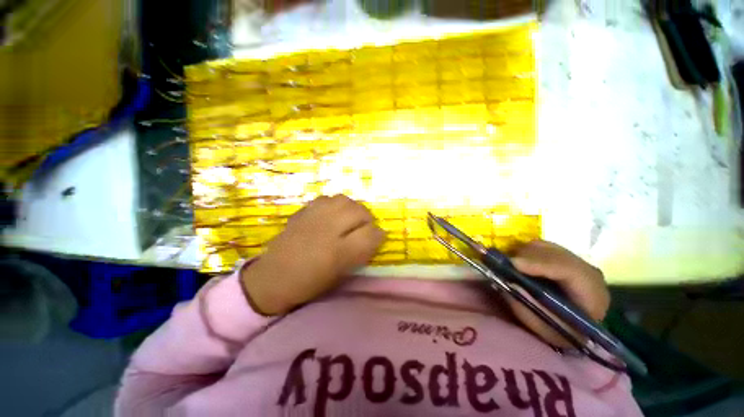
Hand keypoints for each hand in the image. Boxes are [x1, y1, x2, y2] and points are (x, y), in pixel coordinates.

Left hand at [240, 195, 385, 314]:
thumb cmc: (309, 282)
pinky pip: (326, 199)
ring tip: (350, 218)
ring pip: (343, 200)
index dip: (378, 235)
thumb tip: (377, 236)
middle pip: (358, 210)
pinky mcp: (303, 212)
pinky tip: (332, 214)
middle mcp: (327, 230)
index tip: (378, 238)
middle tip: (364, 227)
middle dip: (367, 218)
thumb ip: (361, 252)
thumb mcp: (340, 273)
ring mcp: (313, 217)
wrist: (273, 277)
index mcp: (337, 252)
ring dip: (352, 208)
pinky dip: (335, 204)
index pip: (370, 234)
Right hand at [504, 240, 609, 347]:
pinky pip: (540, 246)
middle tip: (502, 264)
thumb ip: (528, 309)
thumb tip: (509, 283)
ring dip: (522, 254)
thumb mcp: (545, 329)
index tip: (513, 263)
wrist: (576, 329)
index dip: (540, 264)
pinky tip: (517, 263)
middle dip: (525, 257)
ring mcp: (576, 260)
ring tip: (508, 266)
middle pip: (553, 254)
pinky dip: (524, 252)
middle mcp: (587, 272)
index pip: (569, 270)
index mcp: (593, 294)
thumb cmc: (562, 333)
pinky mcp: (563, 256)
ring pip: (545, 247)